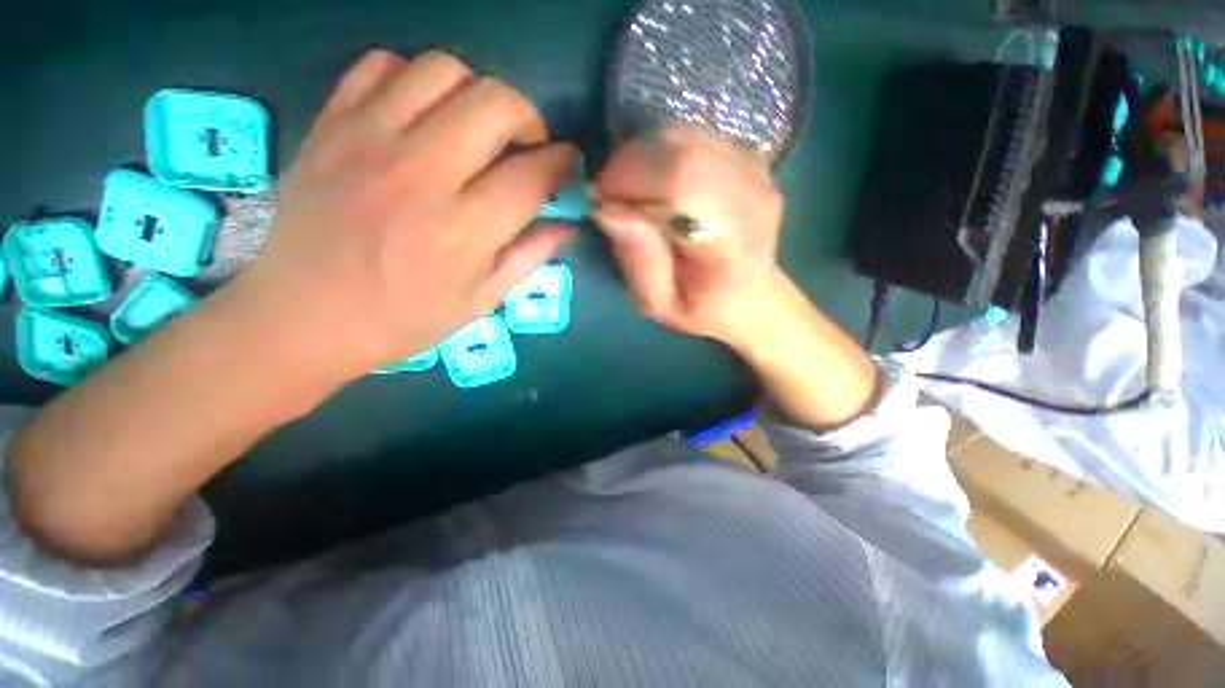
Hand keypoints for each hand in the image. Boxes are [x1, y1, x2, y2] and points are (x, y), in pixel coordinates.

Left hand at [225, 50, 576, 384]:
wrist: (303, 317)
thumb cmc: (403, 319)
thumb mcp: (481, 300)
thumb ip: (529, 256)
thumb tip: (566, 223)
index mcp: (464, 231)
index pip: (532, 174)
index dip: (562, 163)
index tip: (568, 164)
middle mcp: (421, 174)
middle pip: (495, 103)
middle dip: (528, 118)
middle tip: (526, 144)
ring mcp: (369, 140)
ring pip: (443, 70)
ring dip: (476, 93)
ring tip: (476, 128)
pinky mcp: (331, 124)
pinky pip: (381, 65)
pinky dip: (414, 79)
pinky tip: (421, 115)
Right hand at [594, 126, 878, 431]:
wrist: (750, 295)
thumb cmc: (700, 307)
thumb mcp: (658, 304)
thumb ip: (638, 263)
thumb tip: (608, 210)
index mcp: (733, 247)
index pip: (684, 183)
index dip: (633, 179)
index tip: (602, 200)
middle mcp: (753, 200)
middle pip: (685, 151)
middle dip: (631, 165)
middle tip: (611, 194)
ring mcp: (757, 173)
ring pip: (686, 137)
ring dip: (644, 157)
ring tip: (632, 191)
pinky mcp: (750, 159)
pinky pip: (693, 137)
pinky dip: (662, 152)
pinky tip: (656, 182)